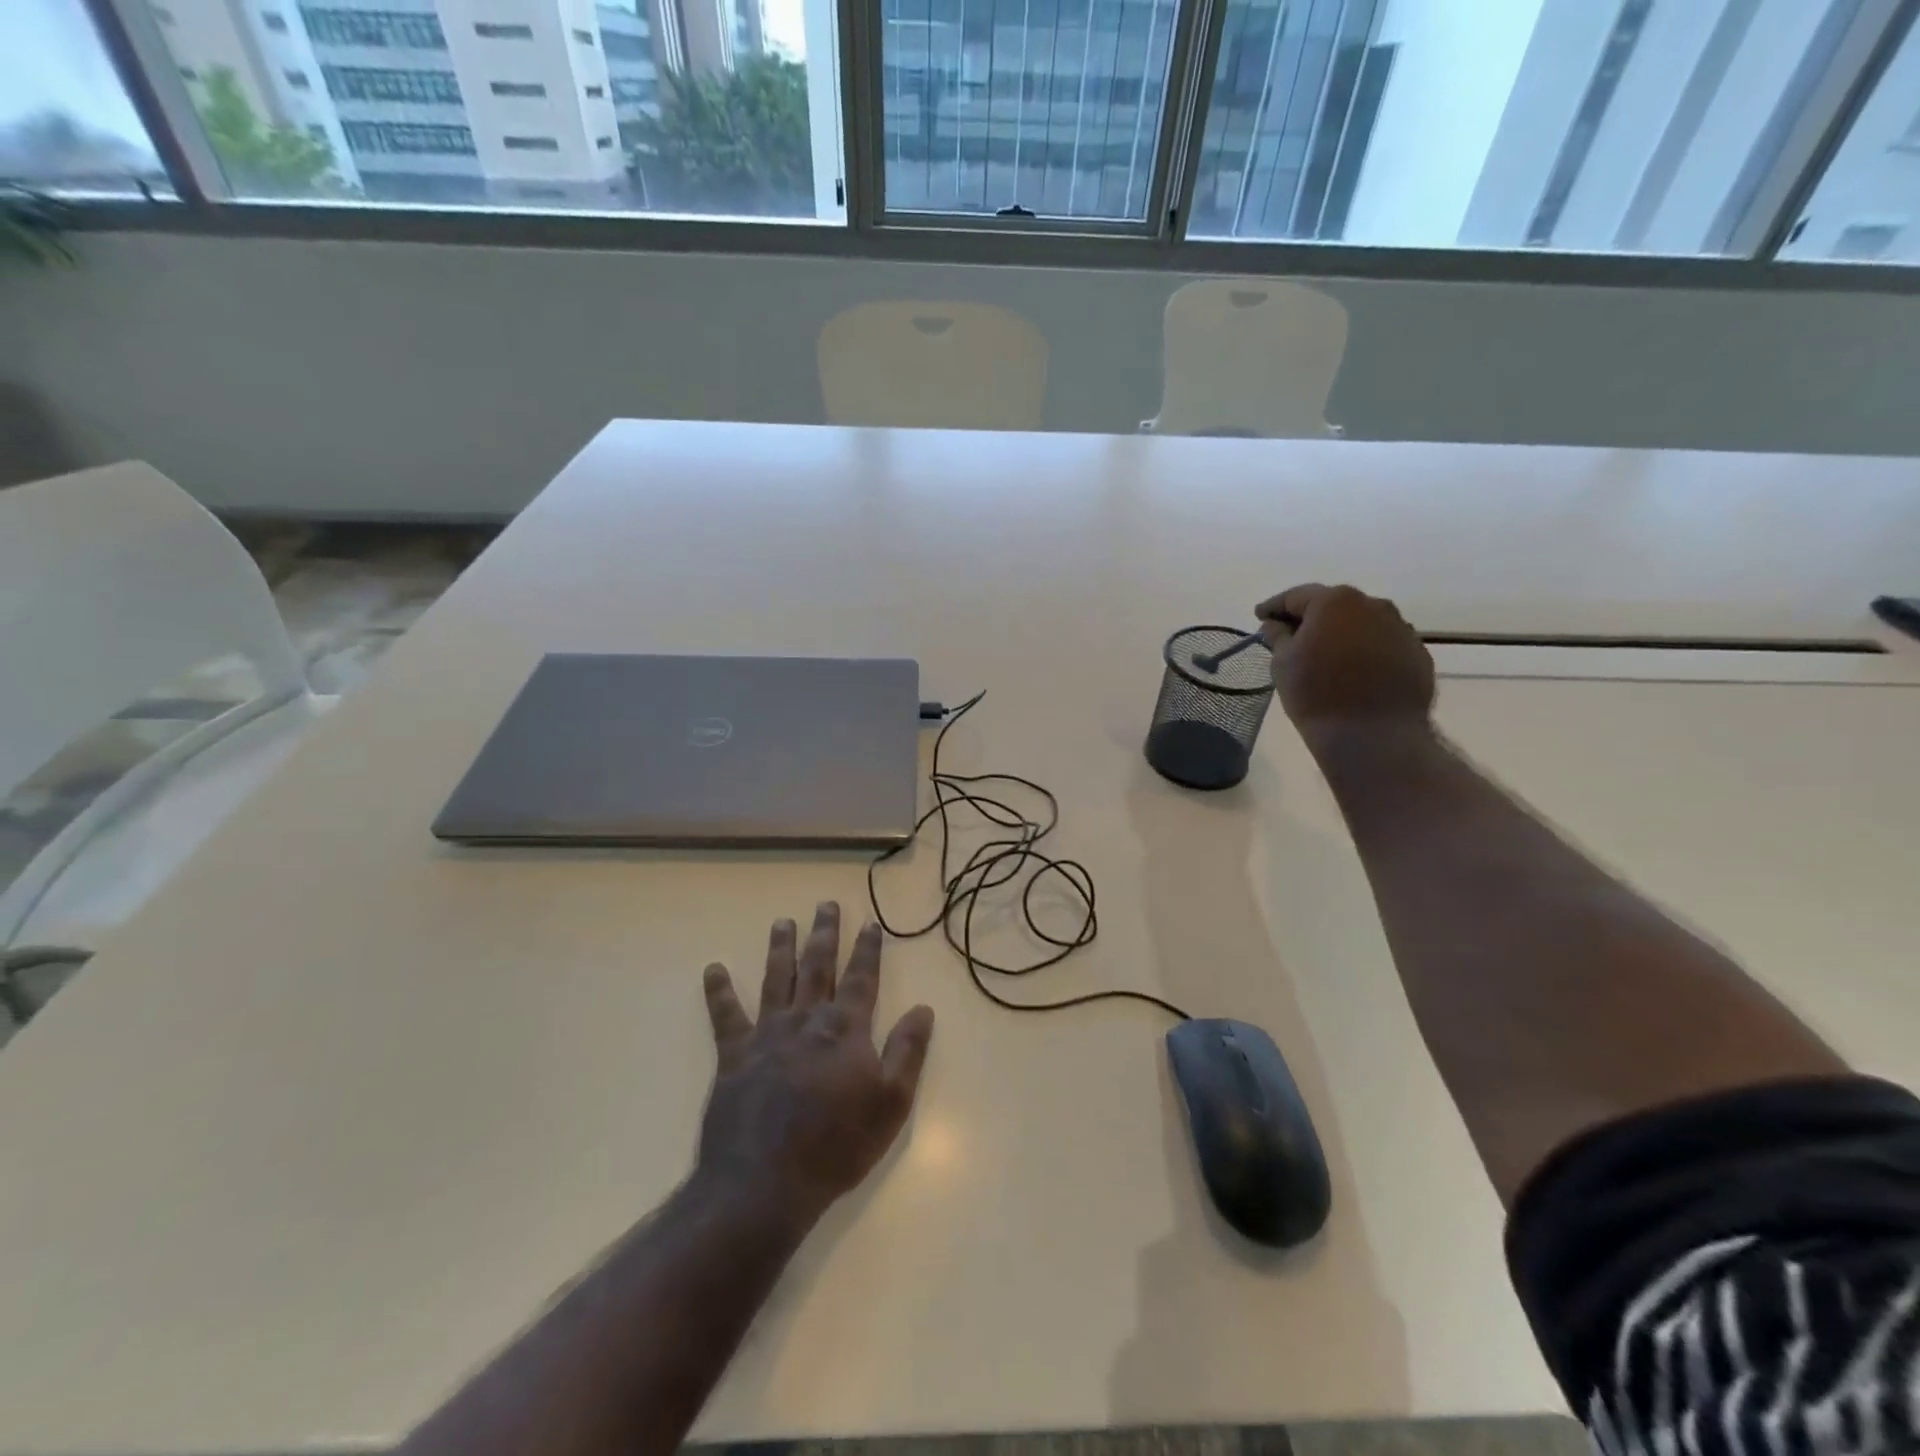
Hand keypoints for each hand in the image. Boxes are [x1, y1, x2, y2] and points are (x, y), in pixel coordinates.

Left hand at [696, 902, 934, 1226]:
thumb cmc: (836, 1146)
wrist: (764, 1184)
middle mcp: (806, 1020)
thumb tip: (923, 1009)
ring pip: (775, 980)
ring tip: (782, 922)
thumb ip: (907, 1052)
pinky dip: (719, 992)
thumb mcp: (890, 1104)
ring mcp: (767, 1035)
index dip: (867, 950)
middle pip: (817, 967)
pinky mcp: (734, 1056)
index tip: (870, 924)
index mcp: (845, 1030)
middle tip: (825, 905)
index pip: (861, 978)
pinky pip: (725, 1016)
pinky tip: (713, 969)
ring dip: (780, 949)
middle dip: (824, 934)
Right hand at [1256, 583, 1434, 730]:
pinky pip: (1382, 644)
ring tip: (1325, 655)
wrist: (1373, 735)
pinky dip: (1364, 651)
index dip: (1274, 606)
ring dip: (1341, 633)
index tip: (1260, 617)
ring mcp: (1400, 627)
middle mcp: (1373, 604)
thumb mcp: (1282, 664)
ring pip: (1361, 623)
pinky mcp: (1417, 653)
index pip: (1296, 596)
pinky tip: (1353, 672)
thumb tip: (1276, 624)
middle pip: (1333, 605)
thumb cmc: (1316, 694)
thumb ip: (1278, 636)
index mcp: (1334, 601)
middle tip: (1291, 636)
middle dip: (1311, 618)